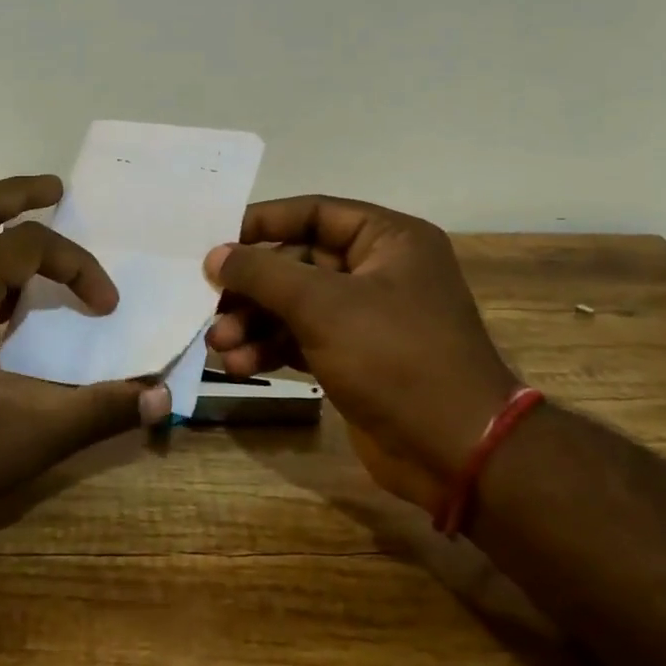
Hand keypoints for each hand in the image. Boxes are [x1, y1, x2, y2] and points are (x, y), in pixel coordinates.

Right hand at [204, 196, 515, 516]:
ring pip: (296, 306)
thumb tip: (215, 256)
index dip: (262, 223)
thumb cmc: (394, 357)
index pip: (314, 213)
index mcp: (389, 239)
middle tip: (210, 304)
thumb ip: (263, 274)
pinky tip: (240, 366)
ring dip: (255, 323)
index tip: (215, 240)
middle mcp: (380, 271)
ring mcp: (368, 318)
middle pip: (298, 263)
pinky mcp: (356, 359)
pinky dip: (271, 349)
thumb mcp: (323, 306)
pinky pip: (303, 340)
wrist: (454, 451)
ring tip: (219, 345)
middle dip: (253, 288)